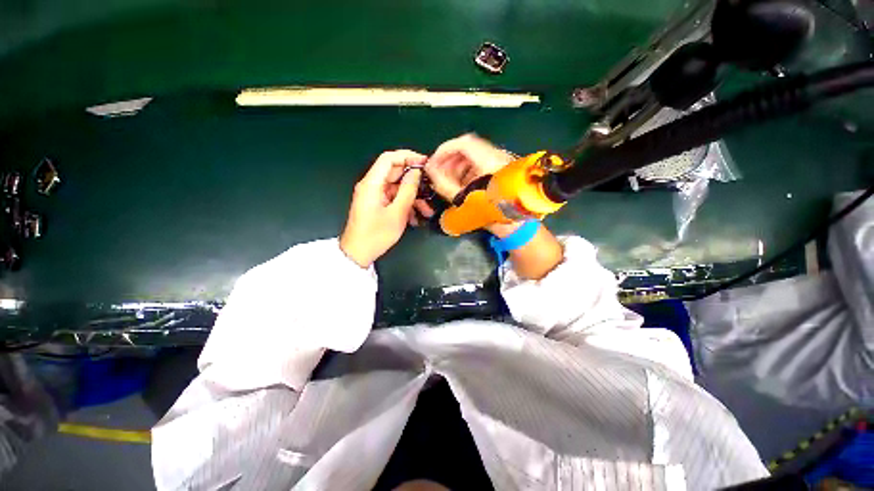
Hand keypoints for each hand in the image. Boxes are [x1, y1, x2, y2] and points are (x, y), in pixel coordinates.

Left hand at [340, 150, 432, 267]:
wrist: (358, 254)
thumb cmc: (376, 234)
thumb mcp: (397, 213)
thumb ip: (408, 190)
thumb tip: (416, 172)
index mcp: (372, 183)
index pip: (389, 158)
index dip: (408, 157)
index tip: (425, 163)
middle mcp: (372, 186)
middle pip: (395, 174)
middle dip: (414, 182)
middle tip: (431, 188)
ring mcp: (374, 196)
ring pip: (397, 189)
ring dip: (413, 198)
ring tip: (427, 211)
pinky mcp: (377, 205)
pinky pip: (393, 199)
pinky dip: (405, 205)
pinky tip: (415, 219)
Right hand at [425, 134, 520, 236]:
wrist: (516, 224)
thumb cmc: (491, 212)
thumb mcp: (464, 199)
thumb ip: (444, 183)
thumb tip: (431, 170)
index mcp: (488, 161)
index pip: (463, 143)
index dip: (444, 150)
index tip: (433, 162)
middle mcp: (495, 156)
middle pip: (467, 149)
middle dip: (449, 159)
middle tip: (438, 172)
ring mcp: (499, 163)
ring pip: (472, 157)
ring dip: (457, 166)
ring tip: (447, 180)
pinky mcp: (499, 171)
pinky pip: (479, 165)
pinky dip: (466, 171)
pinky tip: (460, 184)